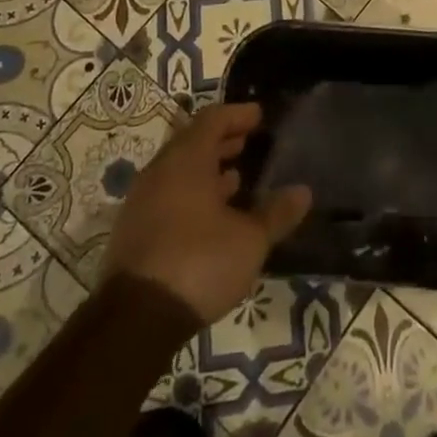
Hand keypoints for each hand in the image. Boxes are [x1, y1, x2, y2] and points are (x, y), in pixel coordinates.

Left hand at [104, 101, 310, 323]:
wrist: (135, 320)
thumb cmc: (198, 263)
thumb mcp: (249, 241)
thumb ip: (276, 214)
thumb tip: (303, 192)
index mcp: (187, 159)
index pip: (213, 119)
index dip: (237, 115)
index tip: (259, 116)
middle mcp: (160, 171)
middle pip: (192, 142)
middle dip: (221, 141)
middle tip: (247, 143)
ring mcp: (142, 201)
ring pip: (178, 171)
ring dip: (206, 169)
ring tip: (234, 179)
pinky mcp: (133, 231)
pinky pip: (166, 196)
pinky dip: (190, 194)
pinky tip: (210, 217)